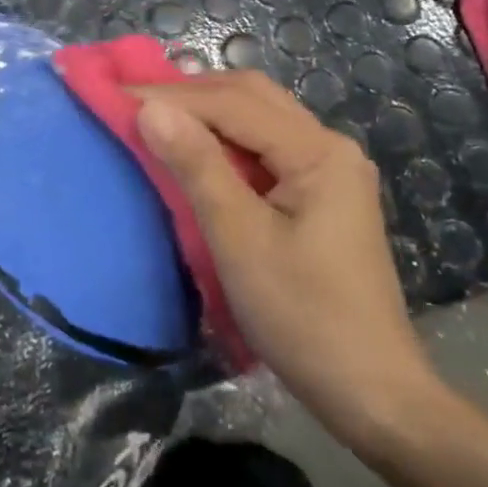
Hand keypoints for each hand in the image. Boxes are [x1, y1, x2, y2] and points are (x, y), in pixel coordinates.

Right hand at [133, 71, 440, 457]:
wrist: (371, 392)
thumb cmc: (303, 317)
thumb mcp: (239, 239)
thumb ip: (197, 166)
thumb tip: (150, 109)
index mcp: (318, 151)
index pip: (233, 103)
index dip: (171, 95)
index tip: (116, 94)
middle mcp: (329, 146)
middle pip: (252, 97)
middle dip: (190, 94)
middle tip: (134, 102)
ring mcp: (329, 170)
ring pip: (259, 119)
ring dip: (207, 113)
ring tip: (156, 118)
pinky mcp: (321, 194)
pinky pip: (265, 148)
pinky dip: (225, 141)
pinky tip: (196, 151)